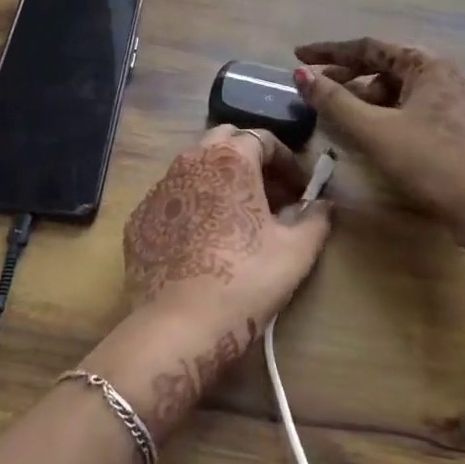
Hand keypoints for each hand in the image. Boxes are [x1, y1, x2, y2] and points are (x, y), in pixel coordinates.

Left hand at [82, 126, 332, 439]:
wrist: (178, 325)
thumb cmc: (244, 280)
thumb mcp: (295, 251)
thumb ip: (315, 220)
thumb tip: (325, 205)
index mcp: (230, 159)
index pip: (262, 138)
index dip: (287, 160)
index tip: (300, 188)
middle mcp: (189, 161)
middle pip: (224, 142)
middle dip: (250, 159)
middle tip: (270, 194)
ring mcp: (159, 188)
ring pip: (194, 167)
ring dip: (220, 180)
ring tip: (238, 216)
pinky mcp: (139, 217)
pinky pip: (172, 198)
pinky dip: (192, 205)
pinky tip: (203, 239)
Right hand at [293, 37, 464, 253]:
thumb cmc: (430, 160)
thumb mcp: (374, 129)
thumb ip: (335, 101)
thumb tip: (302, 76)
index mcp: (424, 64)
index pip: (367, 47)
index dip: (328, 52)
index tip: (297, 56)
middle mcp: (438, 76)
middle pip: (380, 68)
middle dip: (343, 77)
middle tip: (312, 88)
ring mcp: (446, 103)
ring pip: (392, 92)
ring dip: (360, 100)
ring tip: (332, 115)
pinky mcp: (448, 130)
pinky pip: (403, 112)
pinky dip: (378, 117)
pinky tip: (361, 133)